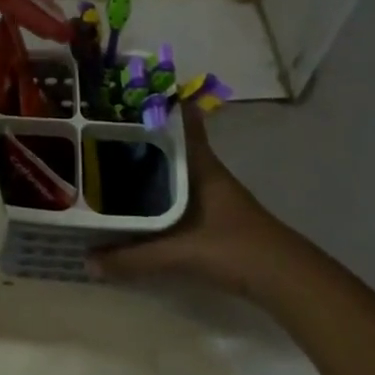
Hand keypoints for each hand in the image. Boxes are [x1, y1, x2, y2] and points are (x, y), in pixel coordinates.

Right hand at [91, 106, 308, 302]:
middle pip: (171, 144)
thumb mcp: (179, 253)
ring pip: (173, 169)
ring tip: (108, 161)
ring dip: (148, 164)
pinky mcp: (213, 217)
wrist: (286, 281)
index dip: (161, 104)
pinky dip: (156, 191)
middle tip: (100, 128)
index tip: (129, 93)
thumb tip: (88, 262)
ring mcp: (212, 194)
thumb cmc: (234, 249)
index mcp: (200, 165)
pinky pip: (176, 193)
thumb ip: (132, 258)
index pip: (183, 122)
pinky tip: (137, 202)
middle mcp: (205, 172)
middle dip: (141, 136)